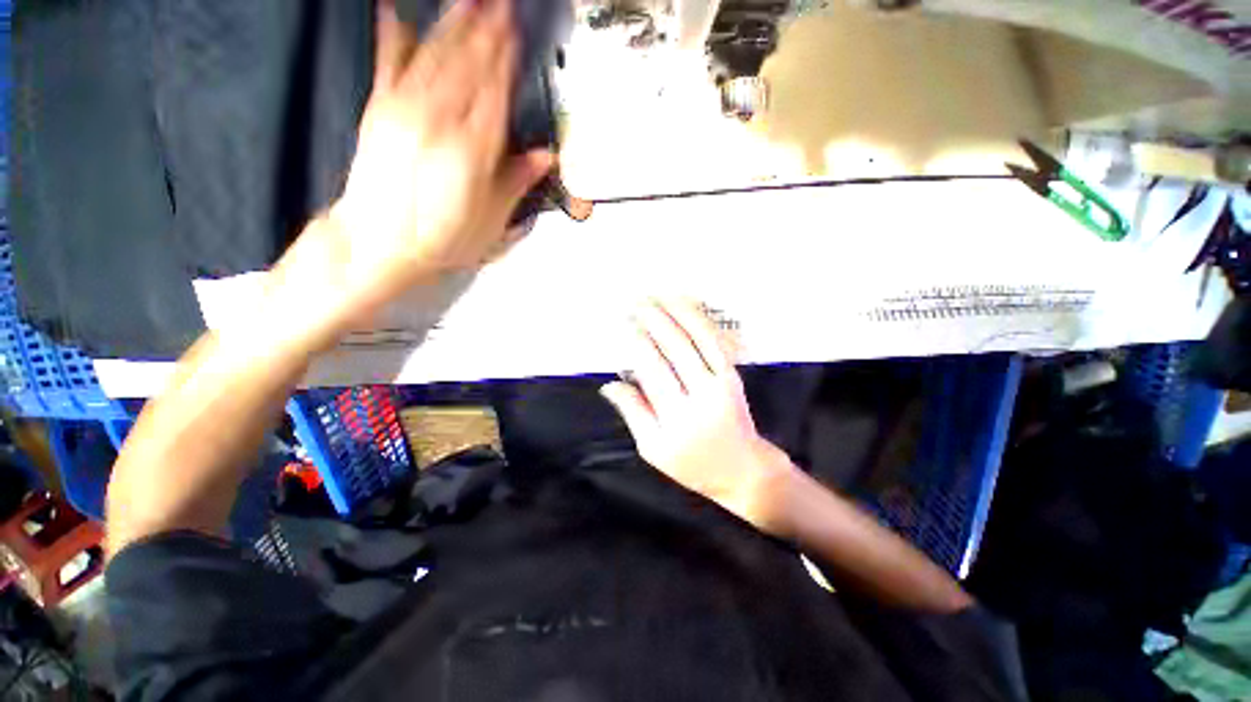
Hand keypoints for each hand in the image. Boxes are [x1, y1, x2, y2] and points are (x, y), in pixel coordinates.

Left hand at [264, 0, 552, 350]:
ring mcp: (405, 110)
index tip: (516, 30)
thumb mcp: (492, 221)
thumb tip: (545, 155)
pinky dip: (393, 37)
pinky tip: (395, 12)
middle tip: (499, 0)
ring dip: (453, 25)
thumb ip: (517, 181)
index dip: (506, 59)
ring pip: (435, 57)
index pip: (496, 92)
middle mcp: (440, 120)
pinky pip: (388, 65)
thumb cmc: (443, 239)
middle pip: (468, 65)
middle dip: (485, 30)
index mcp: (474, 149)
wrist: (379, 244)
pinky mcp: (378, 111)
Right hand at [600, 299, 799, 535]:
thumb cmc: (692, 464)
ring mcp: (722, 383)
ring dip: (678, 313)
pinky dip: (701, 321)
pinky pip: (715, 342)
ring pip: (699, 339)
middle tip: (637, 301)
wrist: (742, 469)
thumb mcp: (653, 448)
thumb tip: (609, 384)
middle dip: (655, 320)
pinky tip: (687, 307)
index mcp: (676, 418)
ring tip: (659, 295)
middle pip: (676, 349)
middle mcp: (701, 396)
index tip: (626, 324)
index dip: (639, 344)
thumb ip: (633, 413)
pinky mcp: (733, 375)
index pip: (654, 372)